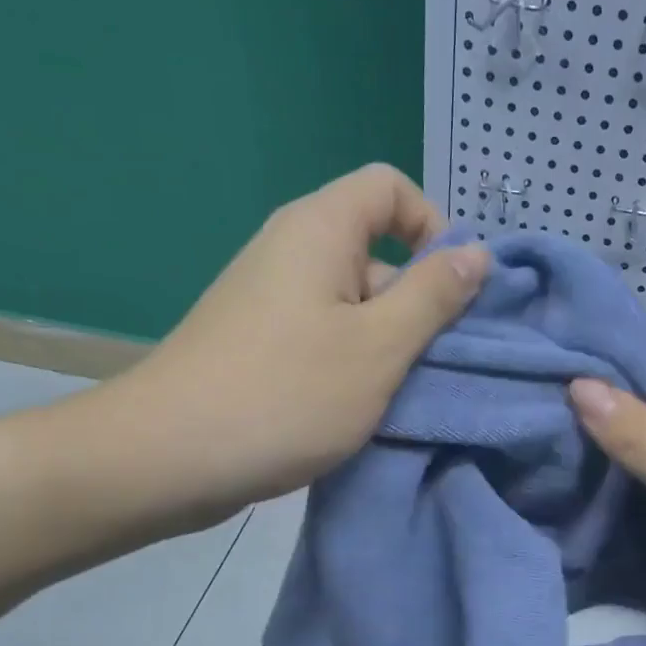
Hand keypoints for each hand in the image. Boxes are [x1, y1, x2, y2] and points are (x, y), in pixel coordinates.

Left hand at [63, 165, 486, 532]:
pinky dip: (354, 364)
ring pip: (353, 303)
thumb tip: (476, 251)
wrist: (169, 457)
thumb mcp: (379, 346)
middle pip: (376, 251)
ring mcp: (270, 300)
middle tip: (437, 363)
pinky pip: (325, 336)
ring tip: (402, 395)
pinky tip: (362, 409)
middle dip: (417, 301)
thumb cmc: (287, 394)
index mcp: (319, 230)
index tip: (452, 289)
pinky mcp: (259, 343)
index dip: (432, 225)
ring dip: (389, 343)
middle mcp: (291, 251)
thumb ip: (433, 296)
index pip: (389, 188)